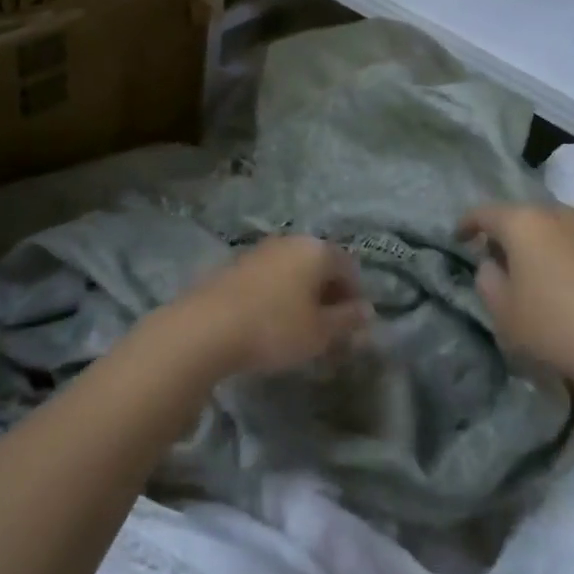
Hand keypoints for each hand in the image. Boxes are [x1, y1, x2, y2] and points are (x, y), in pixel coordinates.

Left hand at [176, 236, 368, 376]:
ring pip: (293, 270)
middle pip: (319, 264)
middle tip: (328, 328)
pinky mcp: (235, 264)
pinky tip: (270, 321)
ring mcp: (260, 250)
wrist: (205, 328)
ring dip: (301, 294)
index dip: (355, 296)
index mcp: (316, 249)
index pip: (348, 267)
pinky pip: (269, 277)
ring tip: (299, 327)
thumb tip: (367, 310)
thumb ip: (347, 320)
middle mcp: (290, 241)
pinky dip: (277, 295)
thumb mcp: (320, 332)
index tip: (352, 325)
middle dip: (328, 294)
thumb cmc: (274, 328)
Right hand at [460, 203, 573, 391]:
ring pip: (562, 230)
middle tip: (504, 261)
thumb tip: (493, 264)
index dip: (468, 224)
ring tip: (548, 276)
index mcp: (524, 224)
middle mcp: (561, 216)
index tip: (460, 238)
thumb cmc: (556, 329)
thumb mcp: (503, 314)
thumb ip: (487, 280)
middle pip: (527, 217)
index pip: (485, 213)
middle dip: (512, 235)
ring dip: (549, 246)